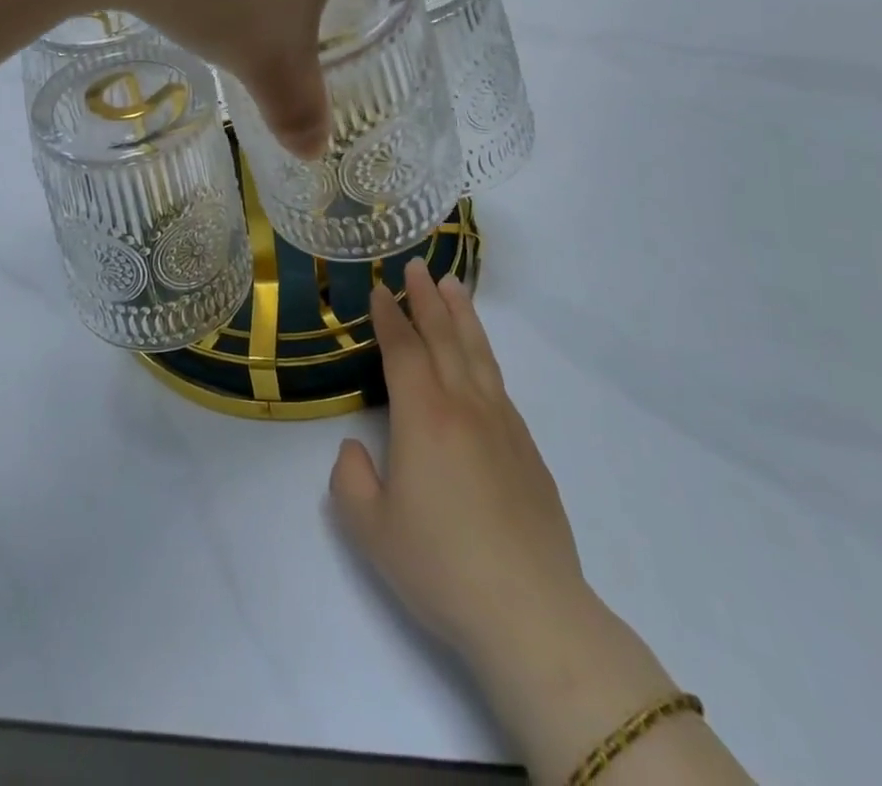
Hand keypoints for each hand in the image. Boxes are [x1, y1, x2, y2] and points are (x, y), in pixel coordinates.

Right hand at [330, 259, 589, 670]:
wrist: (531, 613)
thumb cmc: (441, 567)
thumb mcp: (370, 528)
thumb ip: (350, 479)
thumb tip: (356, 450)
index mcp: (424, 417)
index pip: (403, 350)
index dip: (389, 317)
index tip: (379, 289)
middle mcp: (465, 407)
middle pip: (444, 339)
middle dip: (426, 300)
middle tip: (417, 266)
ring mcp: (502, 426)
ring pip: (478, 355)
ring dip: (462, 317)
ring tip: (453, 287)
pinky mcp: (528, 451)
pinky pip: (499, 385)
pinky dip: (485, 357)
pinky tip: (480, 359)